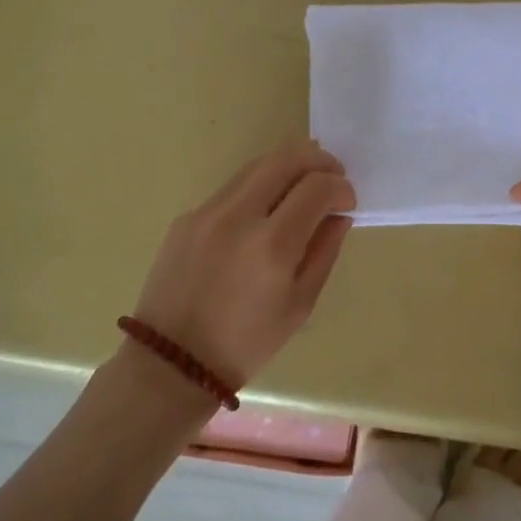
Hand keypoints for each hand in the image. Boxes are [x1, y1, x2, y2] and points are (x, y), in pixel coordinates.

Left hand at [132, 141, 354, 384]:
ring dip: (288, 167)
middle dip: (317, 160)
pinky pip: (231, 189)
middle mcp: (237, 216)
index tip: (348, 202)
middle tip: (333, 175)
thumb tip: (339, 215)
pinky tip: (267, 209)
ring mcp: (206, 212)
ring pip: (255, 166)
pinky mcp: (187, 217)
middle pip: (285, 159)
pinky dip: (259, 187)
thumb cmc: (247, 343)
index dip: (341, 187)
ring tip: (305, 183)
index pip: (317, 187)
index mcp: (272, 245)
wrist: (173, 362)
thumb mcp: (300, 304)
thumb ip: (324, 251)